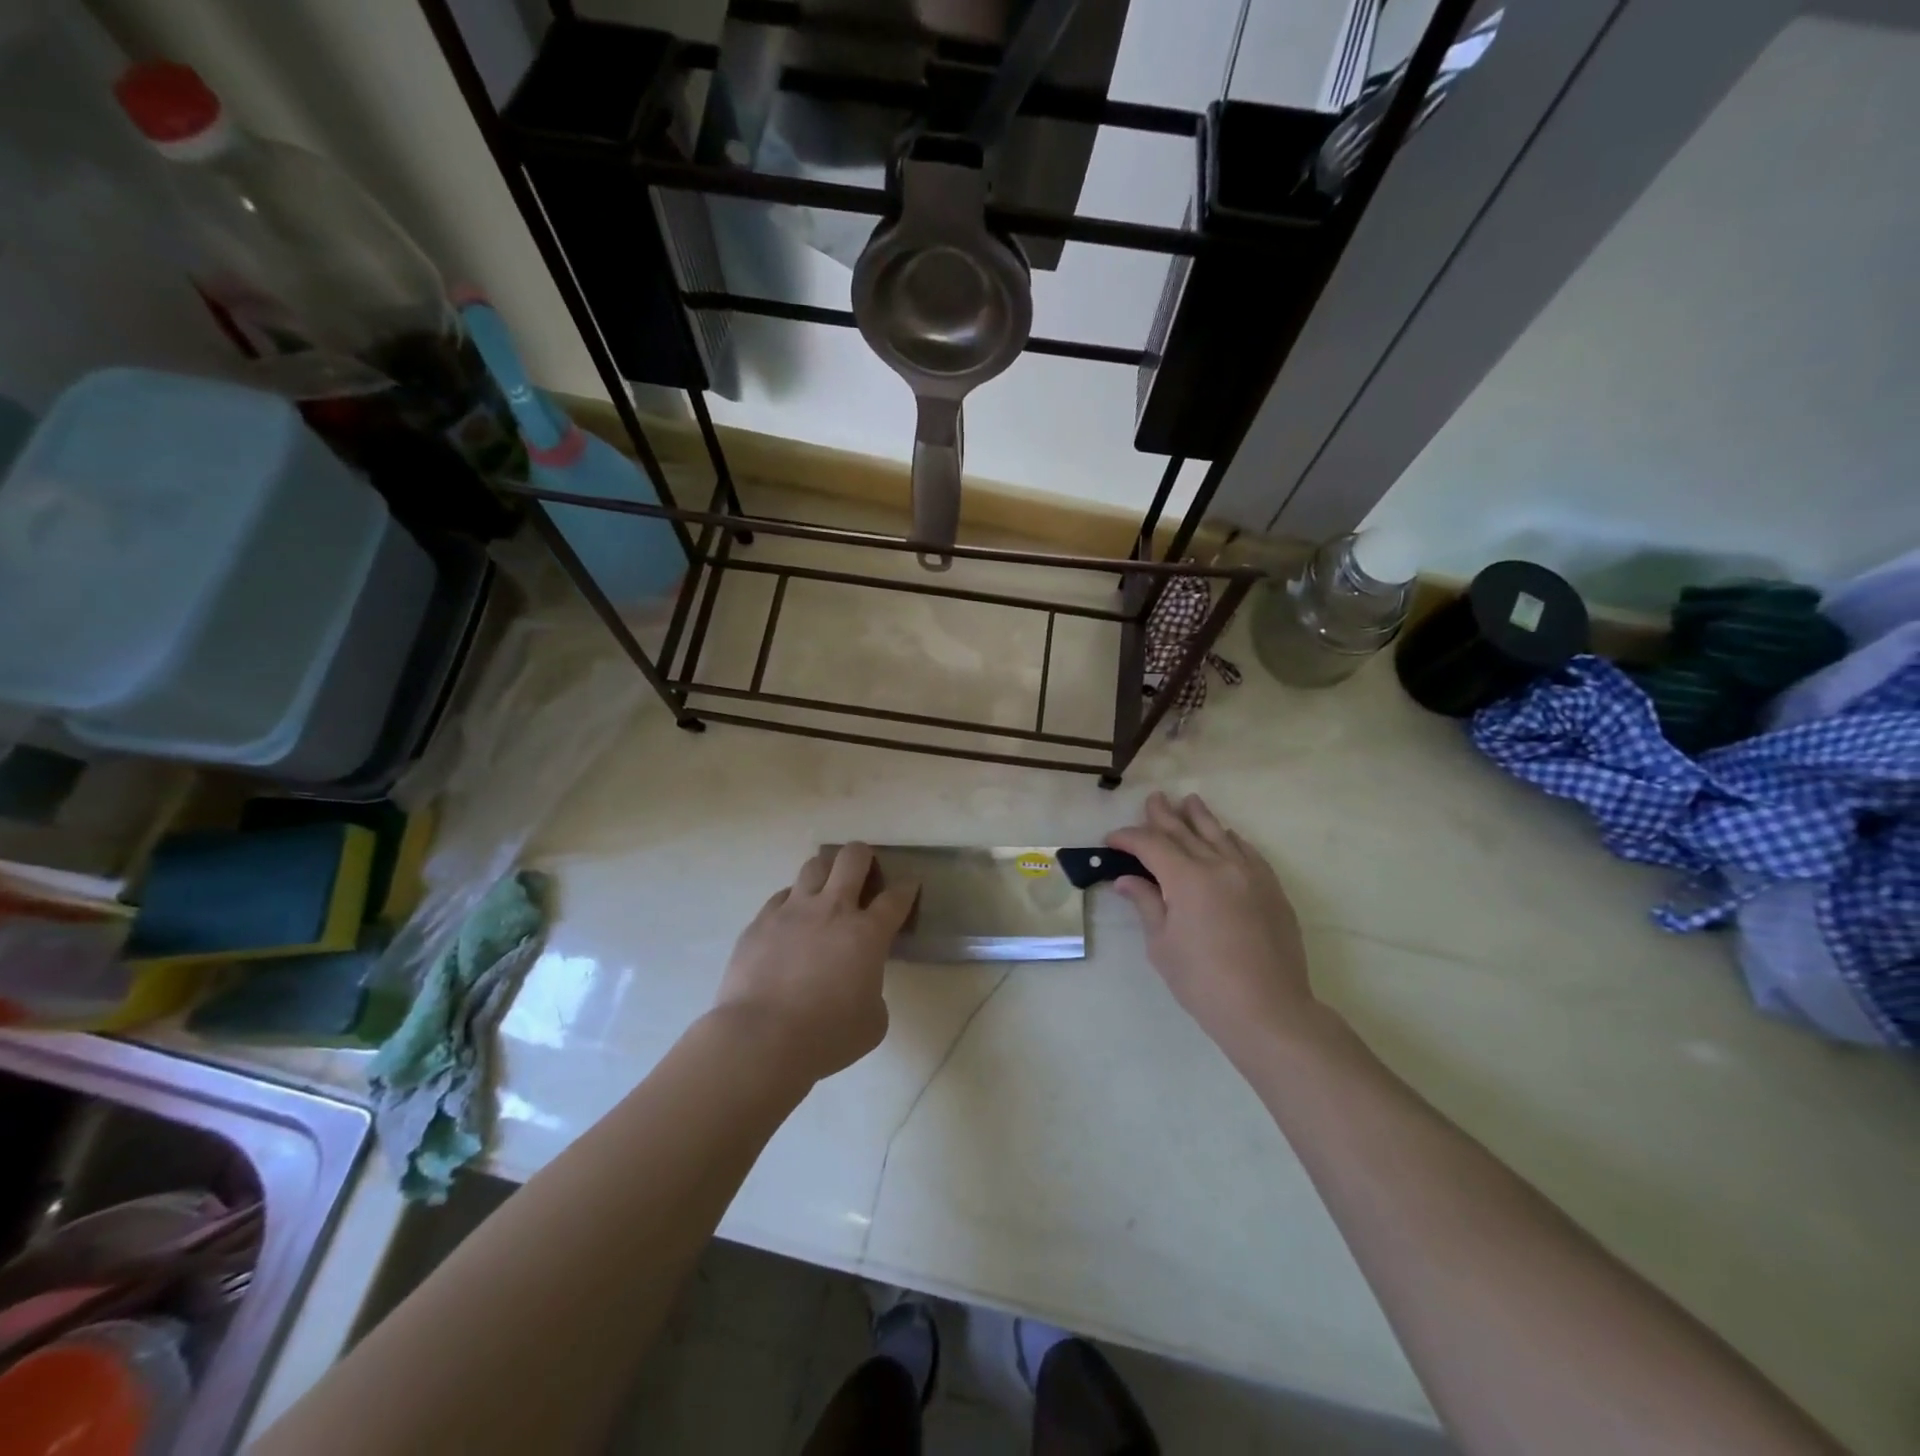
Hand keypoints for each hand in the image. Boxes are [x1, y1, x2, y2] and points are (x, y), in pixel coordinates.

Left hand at [713, 843, 918, 1082]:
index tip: (909, 886)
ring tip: (826, 889)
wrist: (760, 1040)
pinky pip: (781, 896)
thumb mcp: (872, 1022)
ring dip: (826, 872)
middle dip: (864, 857)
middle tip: (864, 874)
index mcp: (867, 933)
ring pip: (814, 865)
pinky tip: (791, 921)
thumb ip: (874, 991)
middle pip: (852, 857)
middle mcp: (832, 909)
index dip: (907, 888)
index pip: (896, 897)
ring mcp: (792, 910)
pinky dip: (792, 902)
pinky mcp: (760, 922)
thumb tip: (862, 984)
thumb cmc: (826, 1037)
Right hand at [1107, 793, 1322, 1058]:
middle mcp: (1219, 865)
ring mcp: (1250, 874)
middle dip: (1163, 815)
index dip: (1129, 838)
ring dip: (1200, 817)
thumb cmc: (1203, 982)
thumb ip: (1147, 904)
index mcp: (1187, 878)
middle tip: (1152, 799)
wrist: (1268, 1009)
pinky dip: (1230, 839)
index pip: (1151, 845)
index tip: (1112, 839)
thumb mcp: (1162, 945)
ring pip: (1220, 834)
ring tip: (1188, 800)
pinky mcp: (1271, 888)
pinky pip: (1247, 851)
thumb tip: (1128, 880)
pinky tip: (1226, 835)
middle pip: (1185, 831)